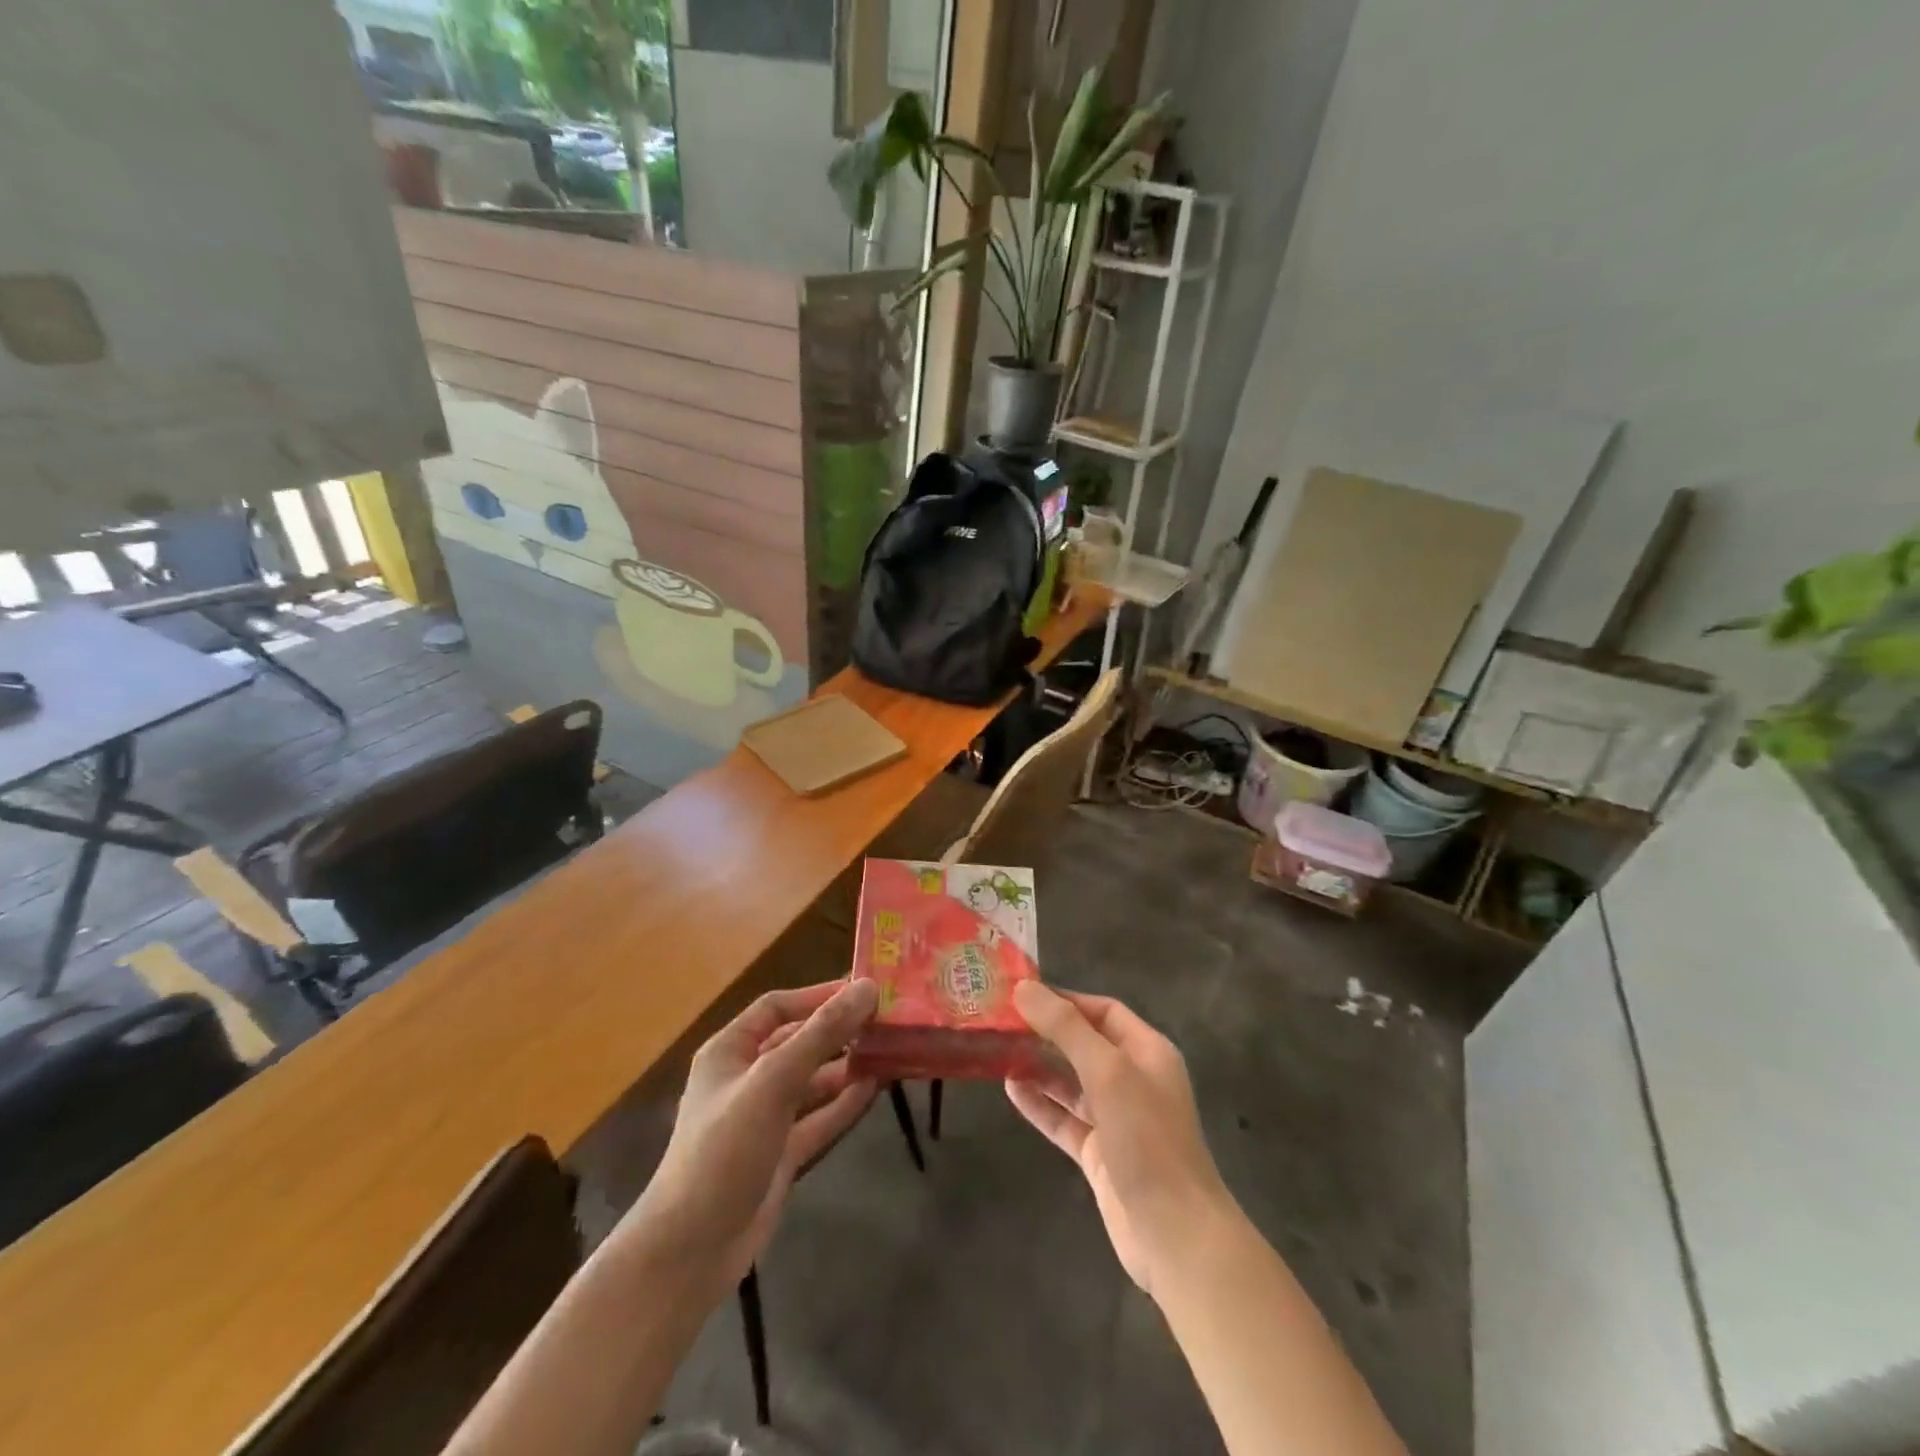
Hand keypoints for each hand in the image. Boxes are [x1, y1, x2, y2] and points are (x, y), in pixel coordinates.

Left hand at [622, 980, 879, 1289]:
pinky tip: (875, 1088)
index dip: (818, 995)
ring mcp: (764, 1118)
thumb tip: (867, 988)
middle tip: (887, 1020)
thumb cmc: (724, 1148)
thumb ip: (821, 1034)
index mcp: (730, 1051)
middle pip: (799, 1042)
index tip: (864, 989)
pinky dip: (844, 1103)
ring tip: (890, 1051)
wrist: (691, 1251)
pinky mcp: (781, 1153)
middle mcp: (747, 1078)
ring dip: (847, 1066)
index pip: (778, 1006)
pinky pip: (818, 1117)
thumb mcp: (773, 1081)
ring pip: (813, 1080)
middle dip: (839, 1031)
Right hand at [1007, 983, 1230, 1296]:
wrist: (1175, 1235)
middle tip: (1001, 1021)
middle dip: (1046, 1032)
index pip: (1103, 1011)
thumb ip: (1065, 1028)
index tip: (1022, 994)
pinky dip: (1040, 1103)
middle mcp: (1134, 1079)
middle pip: (1085, 1044)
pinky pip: (1064, 1119)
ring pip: (1071, 1082)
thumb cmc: (1147, 1138)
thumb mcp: (1107, 1071)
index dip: (1065, 1000)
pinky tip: (1010, 1089)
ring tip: (999, 1050)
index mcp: (1147, 1052)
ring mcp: (1117, 1119)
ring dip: (1039, 1066)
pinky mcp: (1100, 1154)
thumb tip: (1024, 988)